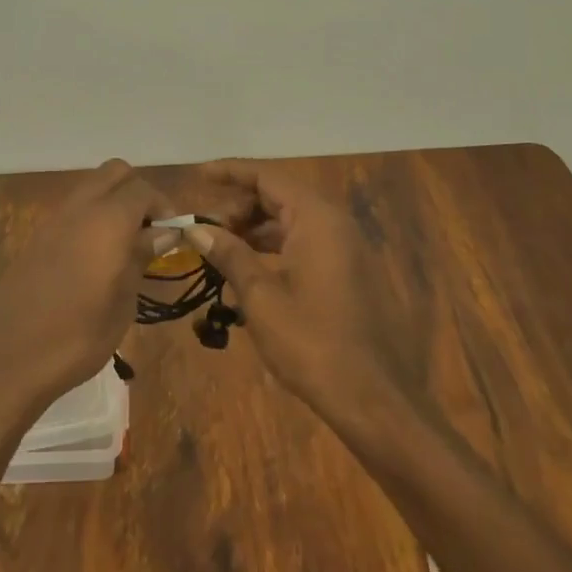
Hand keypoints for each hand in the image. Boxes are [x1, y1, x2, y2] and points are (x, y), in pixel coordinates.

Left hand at [0, 159, 169, 420]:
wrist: (5, 358)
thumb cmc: (75, 337)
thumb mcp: (122, 302)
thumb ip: (141, 257)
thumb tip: (164, 232)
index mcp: (107, 220)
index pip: (143, 190)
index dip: (164, 207)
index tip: (173, 237)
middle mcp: (80, 208)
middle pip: (115, 173)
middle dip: (138, 193)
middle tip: (149, 232)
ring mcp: (54, 219)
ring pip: (92, 187)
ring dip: (114, 203)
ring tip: (125, 247)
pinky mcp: (37, 236)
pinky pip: (73, 209)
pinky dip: (92, 217)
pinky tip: (96, 258)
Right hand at [187, 160, 412, 427]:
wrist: (374, 399)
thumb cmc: (313, 342)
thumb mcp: (261, 297)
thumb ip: (229, 254)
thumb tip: (197, 227)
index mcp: (317, 218)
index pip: (266, 176)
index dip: (230, 172)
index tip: (198, 175)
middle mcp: (336, 223)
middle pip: (279, 196)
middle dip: (239, 206)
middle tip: (205, 228)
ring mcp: (347, 248)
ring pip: (292, 220)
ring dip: (255, 229)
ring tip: (221, 249)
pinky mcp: (349, 273)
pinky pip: (306, 243)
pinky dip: (275, 247)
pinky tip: (250, 270)